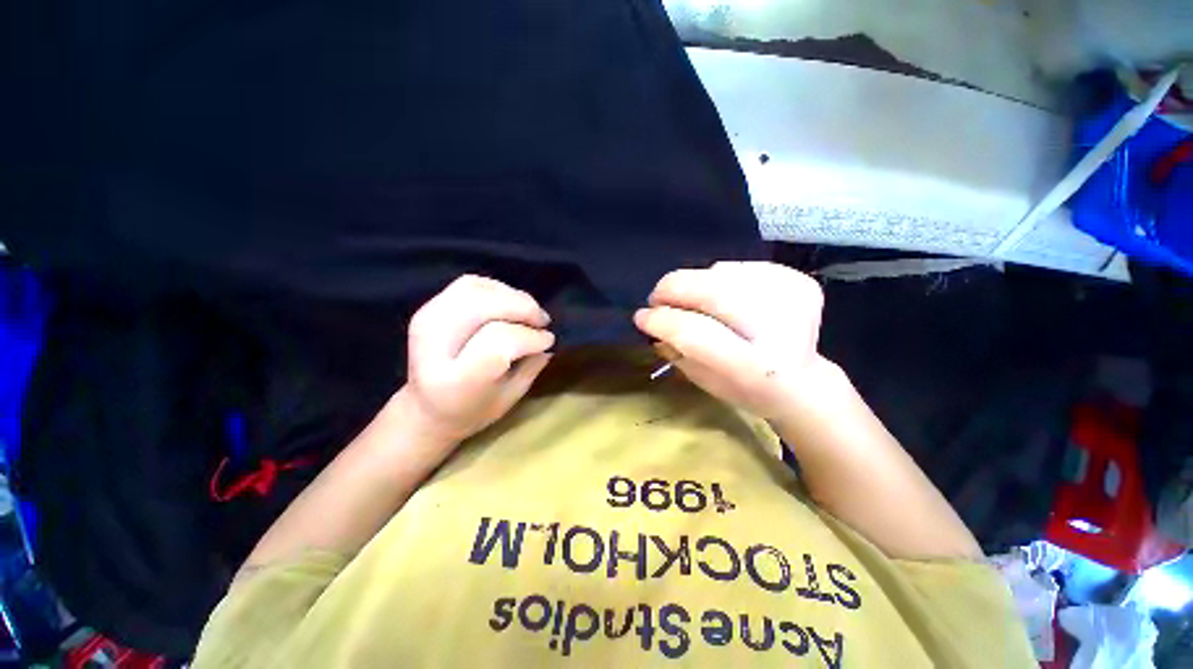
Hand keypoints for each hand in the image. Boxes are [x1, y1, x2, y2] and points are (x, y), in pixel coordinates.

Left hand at [401, 275, 553, 445]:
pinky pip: (468, 284)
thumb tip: (547, 339)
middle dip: (522, 308)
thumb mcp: (508, 399)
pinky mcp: (429, 308)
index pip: (498, 342)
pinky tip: (509, 302)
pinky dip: (495, 288)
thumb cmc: (472, 411)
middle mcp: (434, 345)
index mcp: (455, 380)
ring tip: (529, 310)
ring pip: (476, 289)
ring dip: (511, 295)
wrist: (425, 409)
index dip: (529, 336)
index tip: (548, 339)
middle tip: (542, 321)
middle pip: (484, 308)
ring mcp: (427, 321)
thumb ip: (530, 368)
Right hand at [634, 262, 834, 421]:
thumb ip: (676, 350)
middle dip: (673, 289)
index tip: (641, 317)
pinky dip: (718, 276)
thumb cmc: (745, 389)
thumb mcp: (704, 382)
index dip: (661, 320)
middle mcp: (780, 331)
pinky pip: (740, 266)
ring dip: (694, 283)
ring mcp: (794, 300)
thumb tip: (650, 319)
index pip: (695, 333)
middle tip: (657, 297)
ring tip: (689, 299)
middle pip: (712, 292)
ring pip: (723, 272)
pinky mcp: (800, 282)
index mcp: (755, 368)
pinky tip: (719, 294)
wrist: (803, 382)